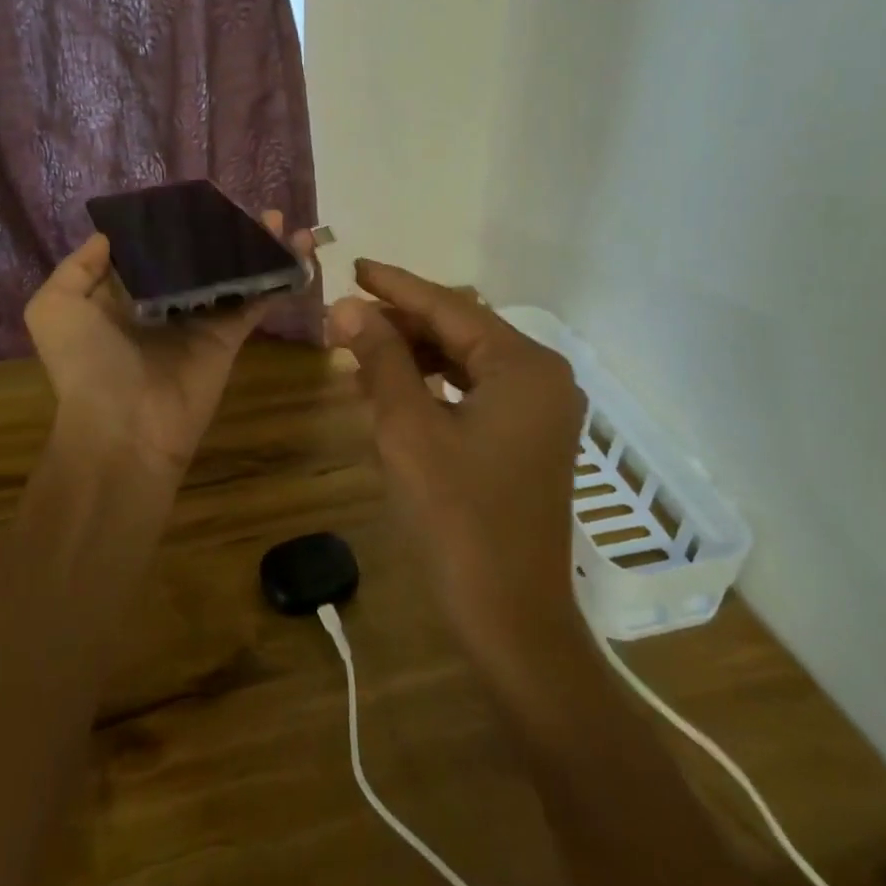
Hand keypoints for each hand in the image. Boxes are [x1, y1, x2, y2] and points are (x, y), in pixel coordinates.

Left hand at [26, 211, 313, 473]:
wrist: (123, 429)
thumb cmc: (86, 363)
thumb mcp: (55, 307)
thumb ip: (79, 267)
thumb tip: (110, 236)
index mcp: (124, 292)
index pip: (153, 247)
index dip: (174, 222)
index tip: (198, 197)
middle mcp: (163, 300)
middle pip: (199, 256)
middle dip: (223, 230)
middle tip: (249, 206)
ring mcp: (199, 318)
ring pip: (232, 273)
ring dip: (257, 247)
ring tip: (280, 219)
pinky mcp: (228, 337)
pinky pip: (255, 301)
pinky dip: (277, 277)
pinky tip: (295, 250)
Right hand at [328, 261, 587, 664]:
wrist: (511, 619)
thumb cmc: (458, 518)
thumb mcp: (407, 429)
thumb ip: (381, 358)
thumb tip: (348, 306)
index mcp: (523, 366)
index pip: (449, 307)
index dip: (396, 286)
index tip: (354, 266)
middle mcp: (541, 377)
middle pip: (460, 329)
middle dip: (401, 321)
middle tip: (344, 316)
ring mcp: (538, 410)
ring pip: (464, 359)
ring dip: (413, 352)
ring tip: (359, 350)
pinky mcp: (527, 438)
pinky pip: (473, 390)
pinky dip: (431, 383)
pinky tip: (391, 388)